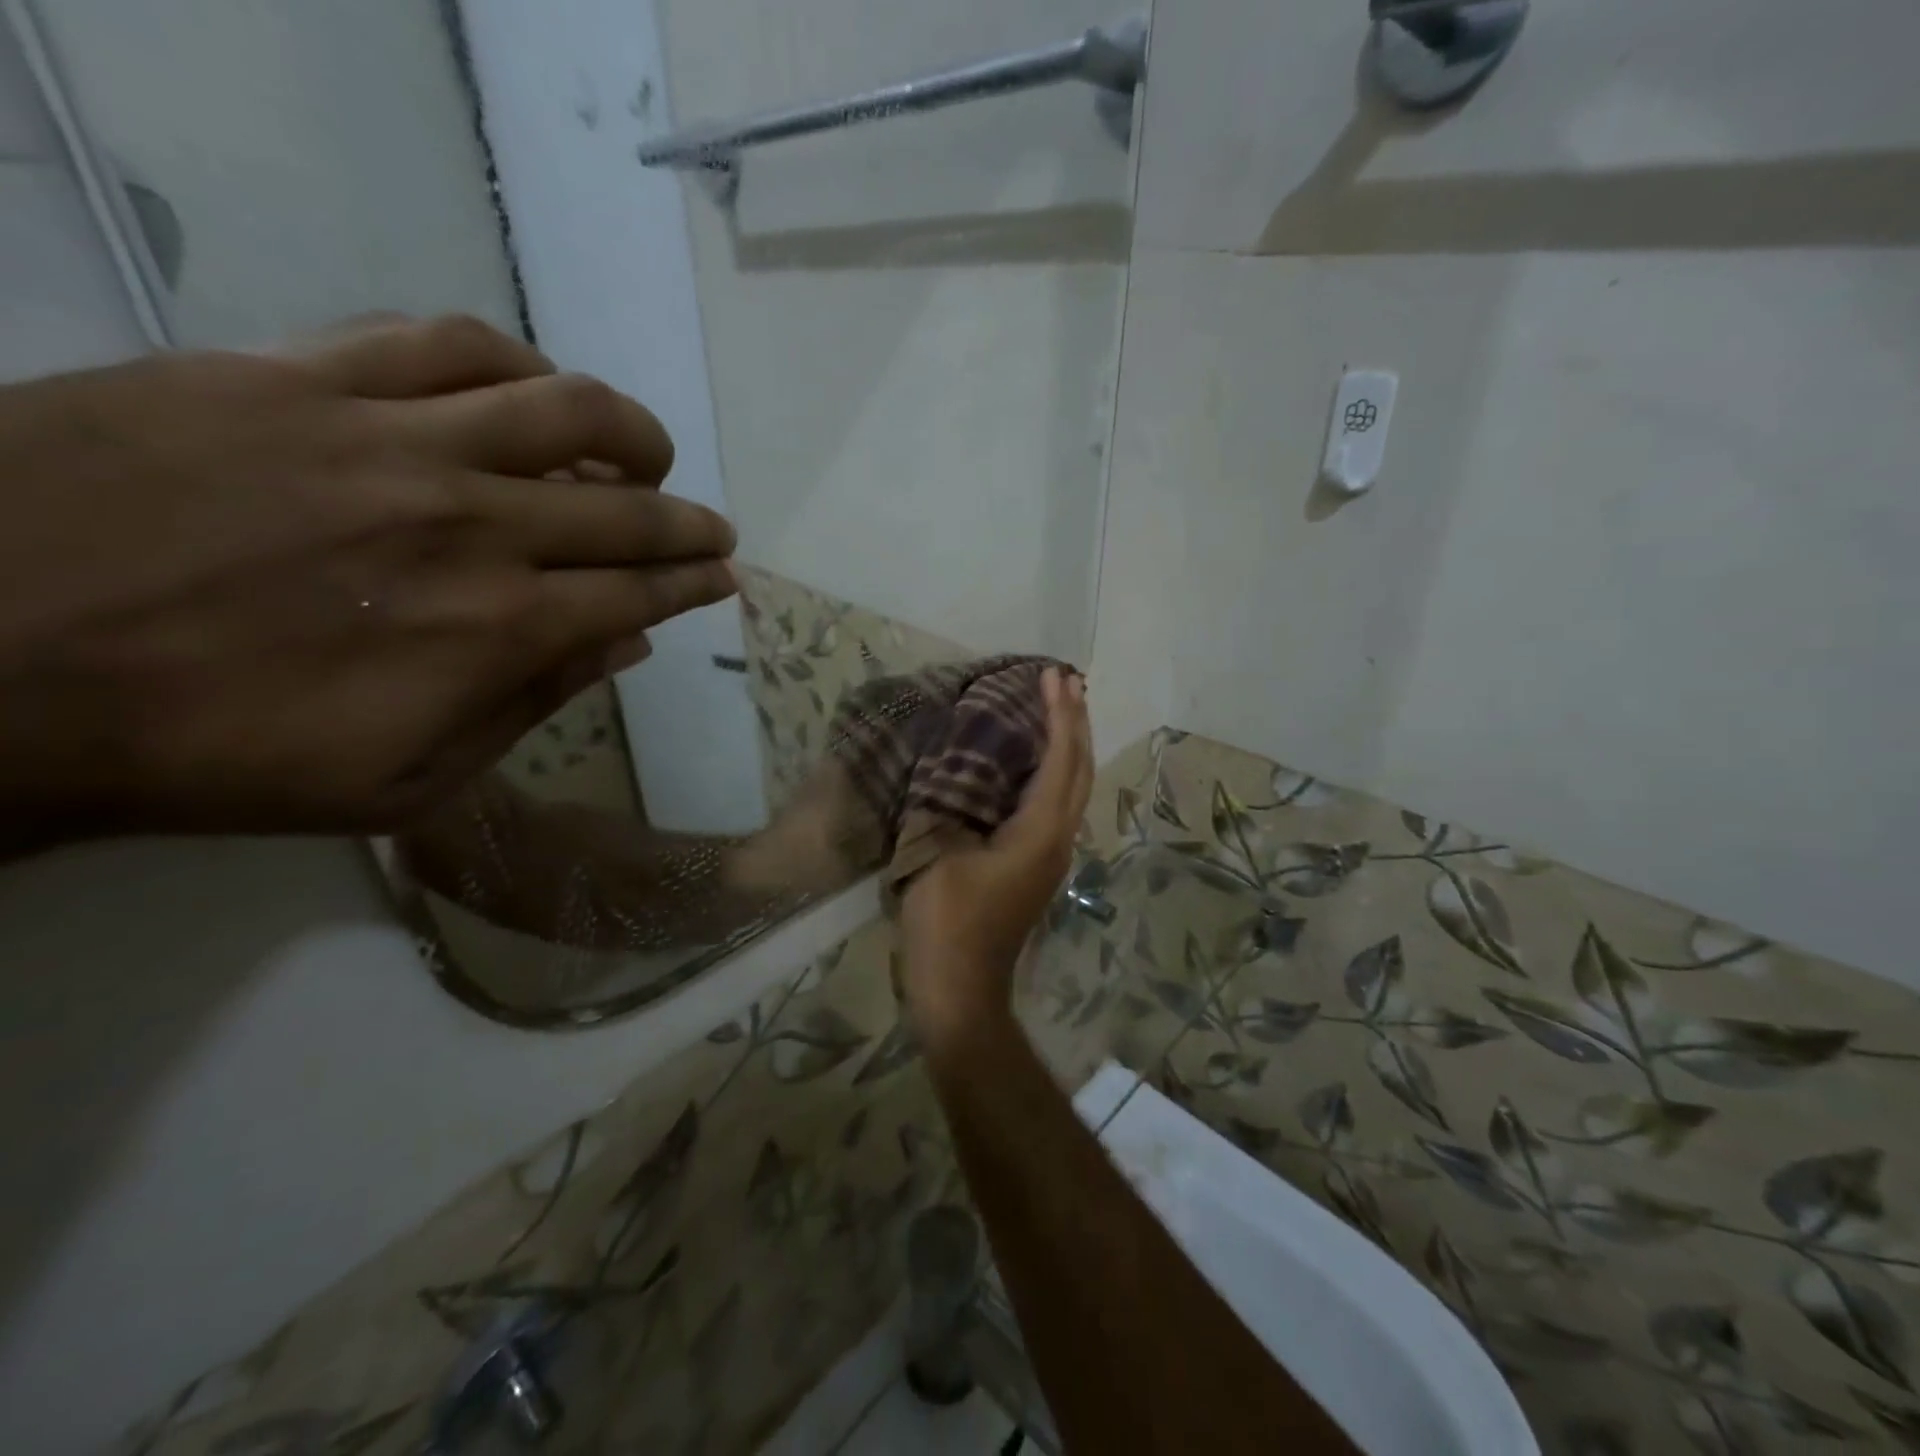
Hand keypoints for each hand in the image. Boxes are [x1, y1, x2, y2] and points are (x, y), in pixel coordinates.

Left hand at [0, 314, 736, 836]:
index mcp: (498, 627)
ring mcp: (387, 439)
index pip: (639, 593)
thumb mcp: (405, 779)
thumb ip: (530, 703)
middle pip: (626, 509)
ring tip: (646, 453)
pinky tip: (531, 389)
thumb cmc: (217, 752)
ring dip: (630, 433)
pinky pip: (442, 343)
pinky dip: (514, 364)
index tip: (723, 577)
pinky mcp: (297, 377)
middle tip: (713, 530)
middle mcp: (471, 523)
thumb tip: (622, 646)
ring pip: (560, 407)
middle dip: (689, 523)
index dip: (694, 584)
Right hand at [900, 668, 1092, 1043]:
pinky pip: (1053, 804)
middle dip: (1075, 722)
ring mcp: (1050, 855)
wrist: (960, 990)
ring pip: (1071, 788)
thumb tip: (948, 768)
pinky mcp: (1034, 866)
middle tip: (1065, 682)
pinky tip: (1027, 762)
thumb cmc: (948, 922)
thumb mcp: (936, 854)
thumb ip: (945, 804)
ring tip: (1055, 710)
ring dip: (1067, 745)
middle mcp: (1057, 838)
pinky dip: (1050, 771)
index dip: (1060, 715)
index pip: (1061, 760)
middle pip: (1080, 770)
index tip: (1055, 675)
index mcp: (1040, 832)